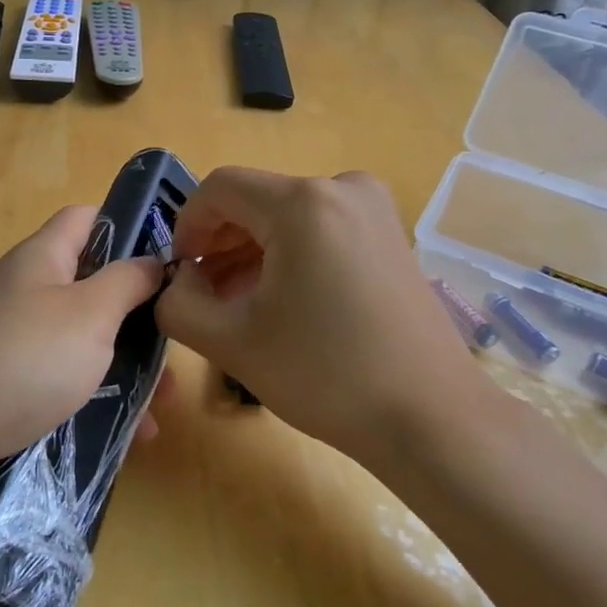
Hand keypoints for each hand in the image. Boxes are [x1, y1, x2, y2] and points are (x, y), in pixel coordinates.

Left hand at [0, 205, 165, 478]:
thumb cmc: (23, 359)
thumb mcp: (89, 313)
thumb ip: (128, 282)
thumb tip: (153, 261)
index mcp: (45, 257)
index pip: (88, 217)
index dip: (130, 226)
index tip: (171, 258)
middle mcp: (30, 290)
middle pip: (94, 284)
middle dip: (138, 314)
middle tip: (175, 345)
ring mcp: (19, 337)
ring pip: (86, 338)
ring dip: (126, 365)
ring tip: (162, 404)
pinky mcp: (13, 381)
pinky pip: (67, 378)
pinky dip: (99, 397)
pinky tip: (132, 432)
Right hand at [156, 167, 492, 466]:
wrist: (431, 418)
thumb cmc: (325, 375)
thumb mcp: (231, 342)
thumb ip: (177, 304)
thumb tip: (175, 282)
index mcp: (303, 203)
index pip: (219, 188)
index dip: (188, 226)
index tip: (181, 273)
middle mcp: (343, 187)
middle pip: (255, 200)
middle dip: (220, 243)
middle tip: (205, 295)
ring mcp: (374, 209)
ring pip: (287, 216)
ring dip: (252, 252)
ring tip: (240, 304)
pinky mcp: (390, 234)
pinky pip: (320, 228)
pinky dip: (290, 255)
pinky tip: (282, 301)